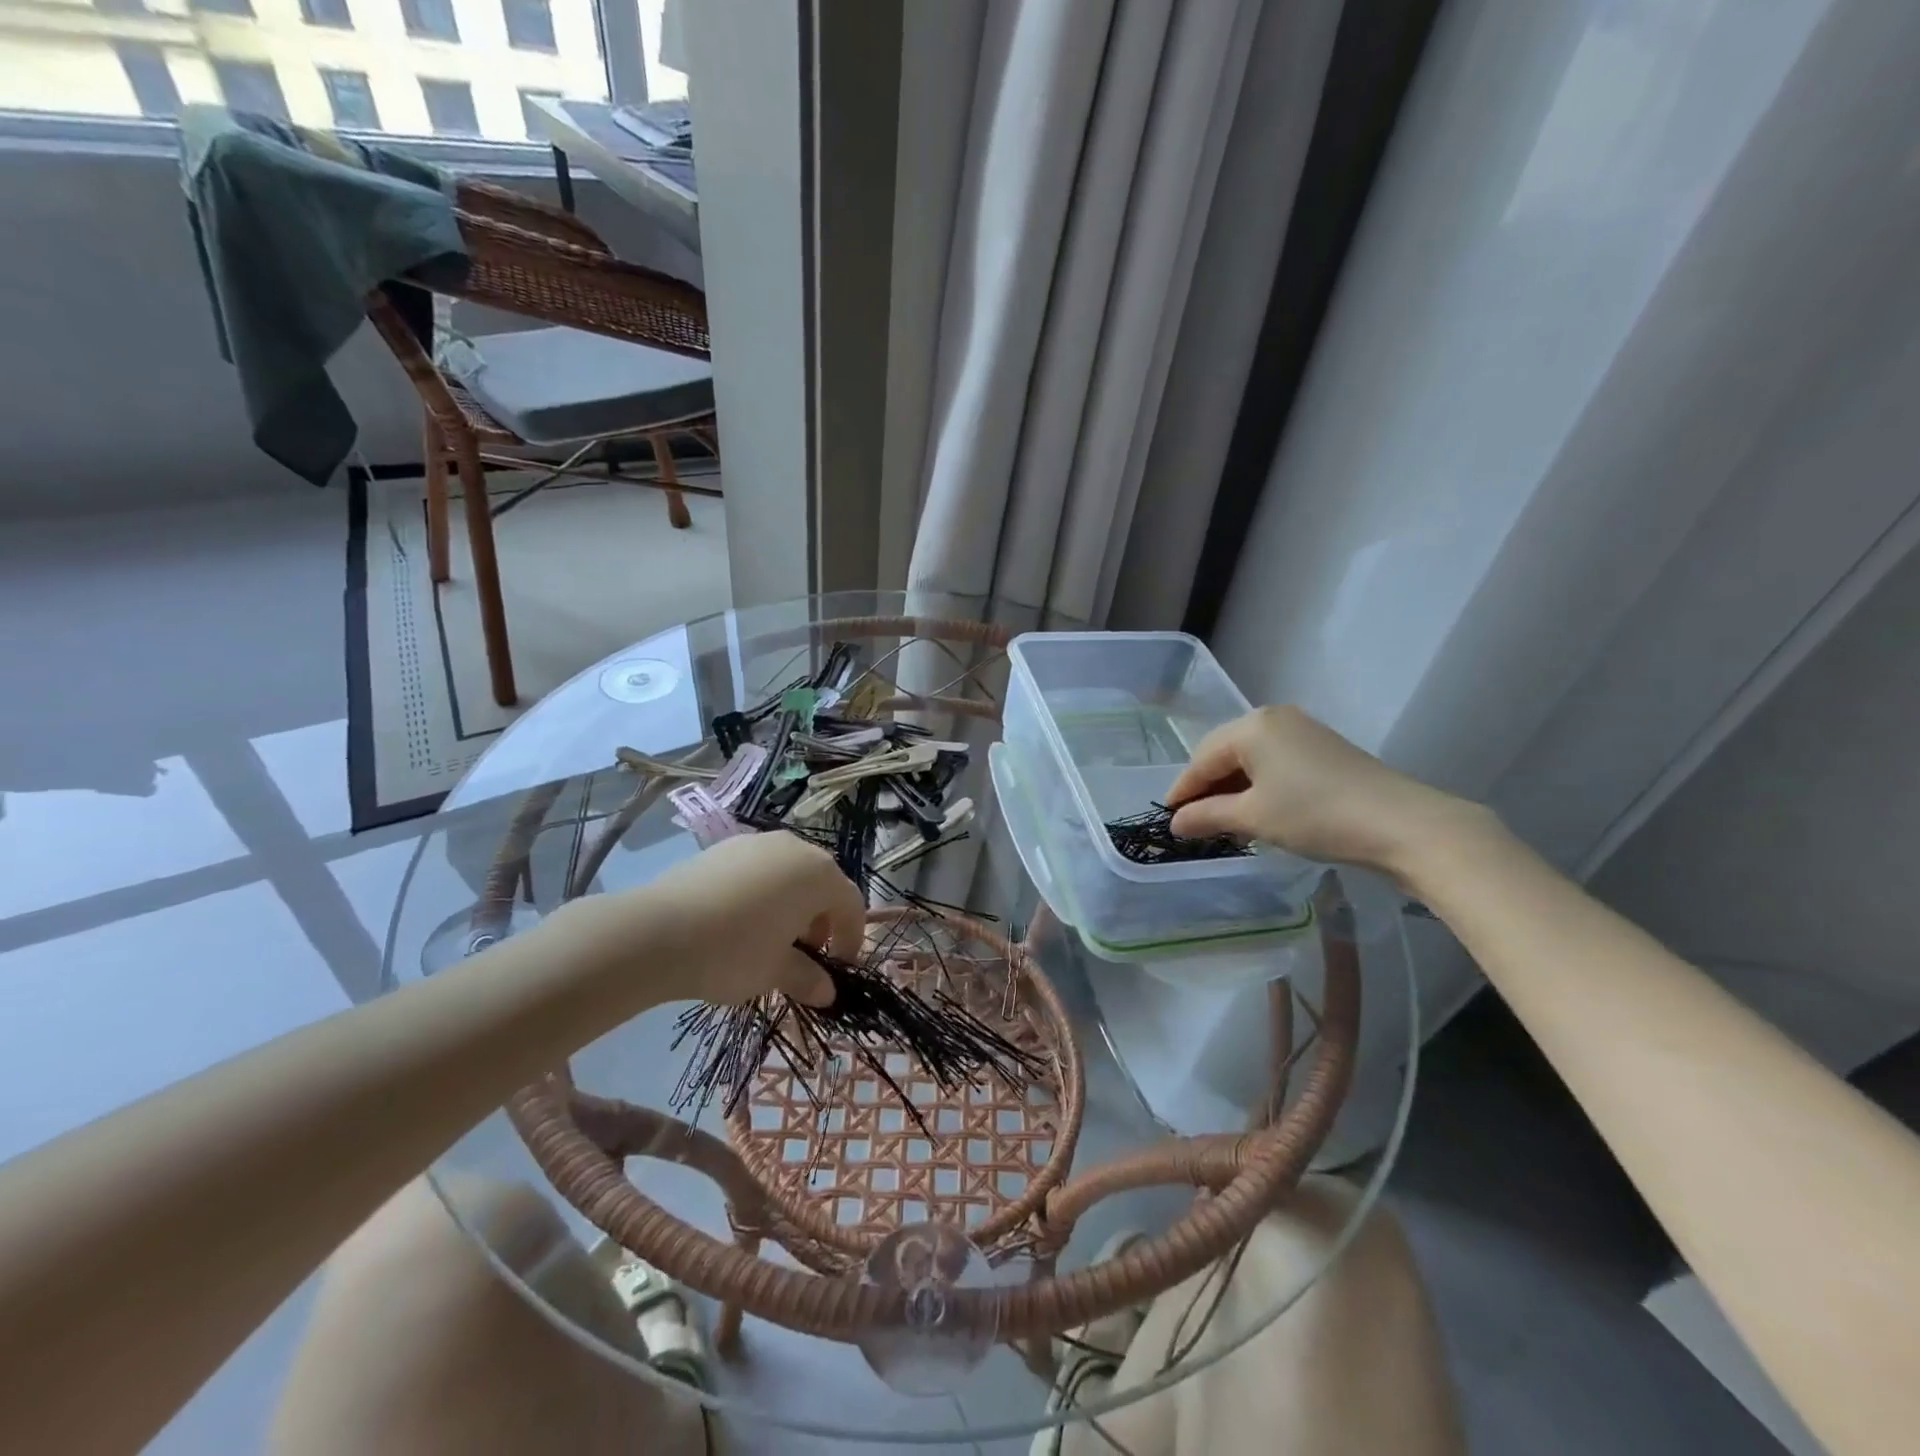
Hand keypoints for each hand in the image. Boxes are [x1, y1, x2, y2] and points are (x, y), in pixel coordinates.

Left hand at [584, 833, 865, 1006]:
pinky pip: (759, 869)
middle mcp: (795, 848)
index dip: (851, 939)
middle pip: (822, 883)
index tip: (838, 969)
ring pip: (790, 873)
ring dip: (793, 904)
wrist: (656, 931)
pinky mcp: (724, 847)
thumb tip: (827, 992)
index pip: (851, 904)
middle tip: (806, 954)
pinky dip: (763, 893)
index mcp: (819, 874)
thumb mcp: (776, 973)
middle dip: (822, 920)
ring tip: (772, 938)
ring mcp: (758, 842)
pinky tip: (739, 922)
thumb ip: (808, 978)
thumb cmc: (734, 952)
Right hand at [1165, 706, 1485, 877]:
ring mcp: (1303, 730)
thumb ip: (1207, 816)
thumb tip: (1175, 823)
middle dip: (1207, 788)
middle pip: (1224, 753)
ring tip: (1224, 821)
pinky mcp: (1324, 748)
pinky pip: (1275, 762)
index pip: (1201, 759)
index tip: (1168, 819)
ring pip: (1251, 758)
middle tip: (1195, 823)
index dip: (1182, 791)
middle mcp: (1274, 718)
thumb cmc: (1314, 815)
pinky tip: (1259, 810)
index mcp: (1251, 725)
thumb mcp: (1253, 817)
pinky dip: (1260, 785)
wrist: (1402, 824)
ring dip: (1233, 788)